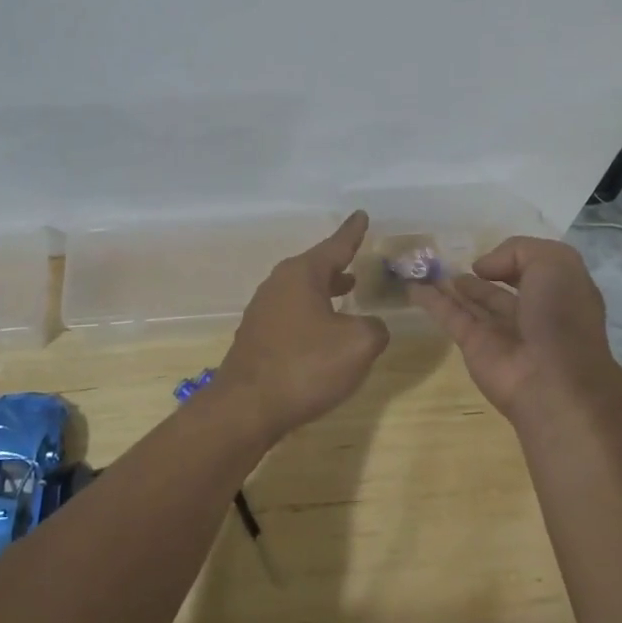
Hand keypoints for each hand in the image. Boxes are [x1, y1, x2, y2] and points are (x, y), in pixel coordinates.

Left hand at [217, 212, 390, 439]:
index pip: (335, 246)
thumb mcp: (358, 344)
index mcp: (302, 275)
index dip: (353, 232)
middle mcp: (278, 284)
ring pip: (301, 290)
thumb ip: (375, 327)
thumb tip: (370, 326)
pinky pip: (291, 313)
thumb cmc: (305, 366)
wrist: (246, 408)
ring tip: (346, 290)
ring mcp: (263, 311)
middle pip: (314, 266)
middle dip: (337, 263)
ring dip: (324, 289)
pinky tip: (322, 331)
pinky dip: (311, 312)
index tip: (361, 214)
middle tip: (356, 258)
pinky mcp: (257, 337)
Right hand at [408, 236, 621, 423]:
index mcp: (559, 292)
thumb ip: (518, 251)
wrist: (553, 382)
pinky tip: (413, 287)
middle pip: (499, 287)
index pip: (533, 269)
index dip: (514, 258)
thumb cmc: (560, 316)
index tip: (493, 252)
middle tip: (452, 257)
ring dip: (453, 285)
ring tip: (428, 267)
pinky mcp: (473, 345)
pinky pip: (449, 315)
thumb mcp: (555, 263)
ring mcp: (500, 331)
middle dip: (481, 273)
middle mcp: (531, 311)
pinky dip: (430, 301)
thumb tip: (481, 267)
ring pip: (472, 301)